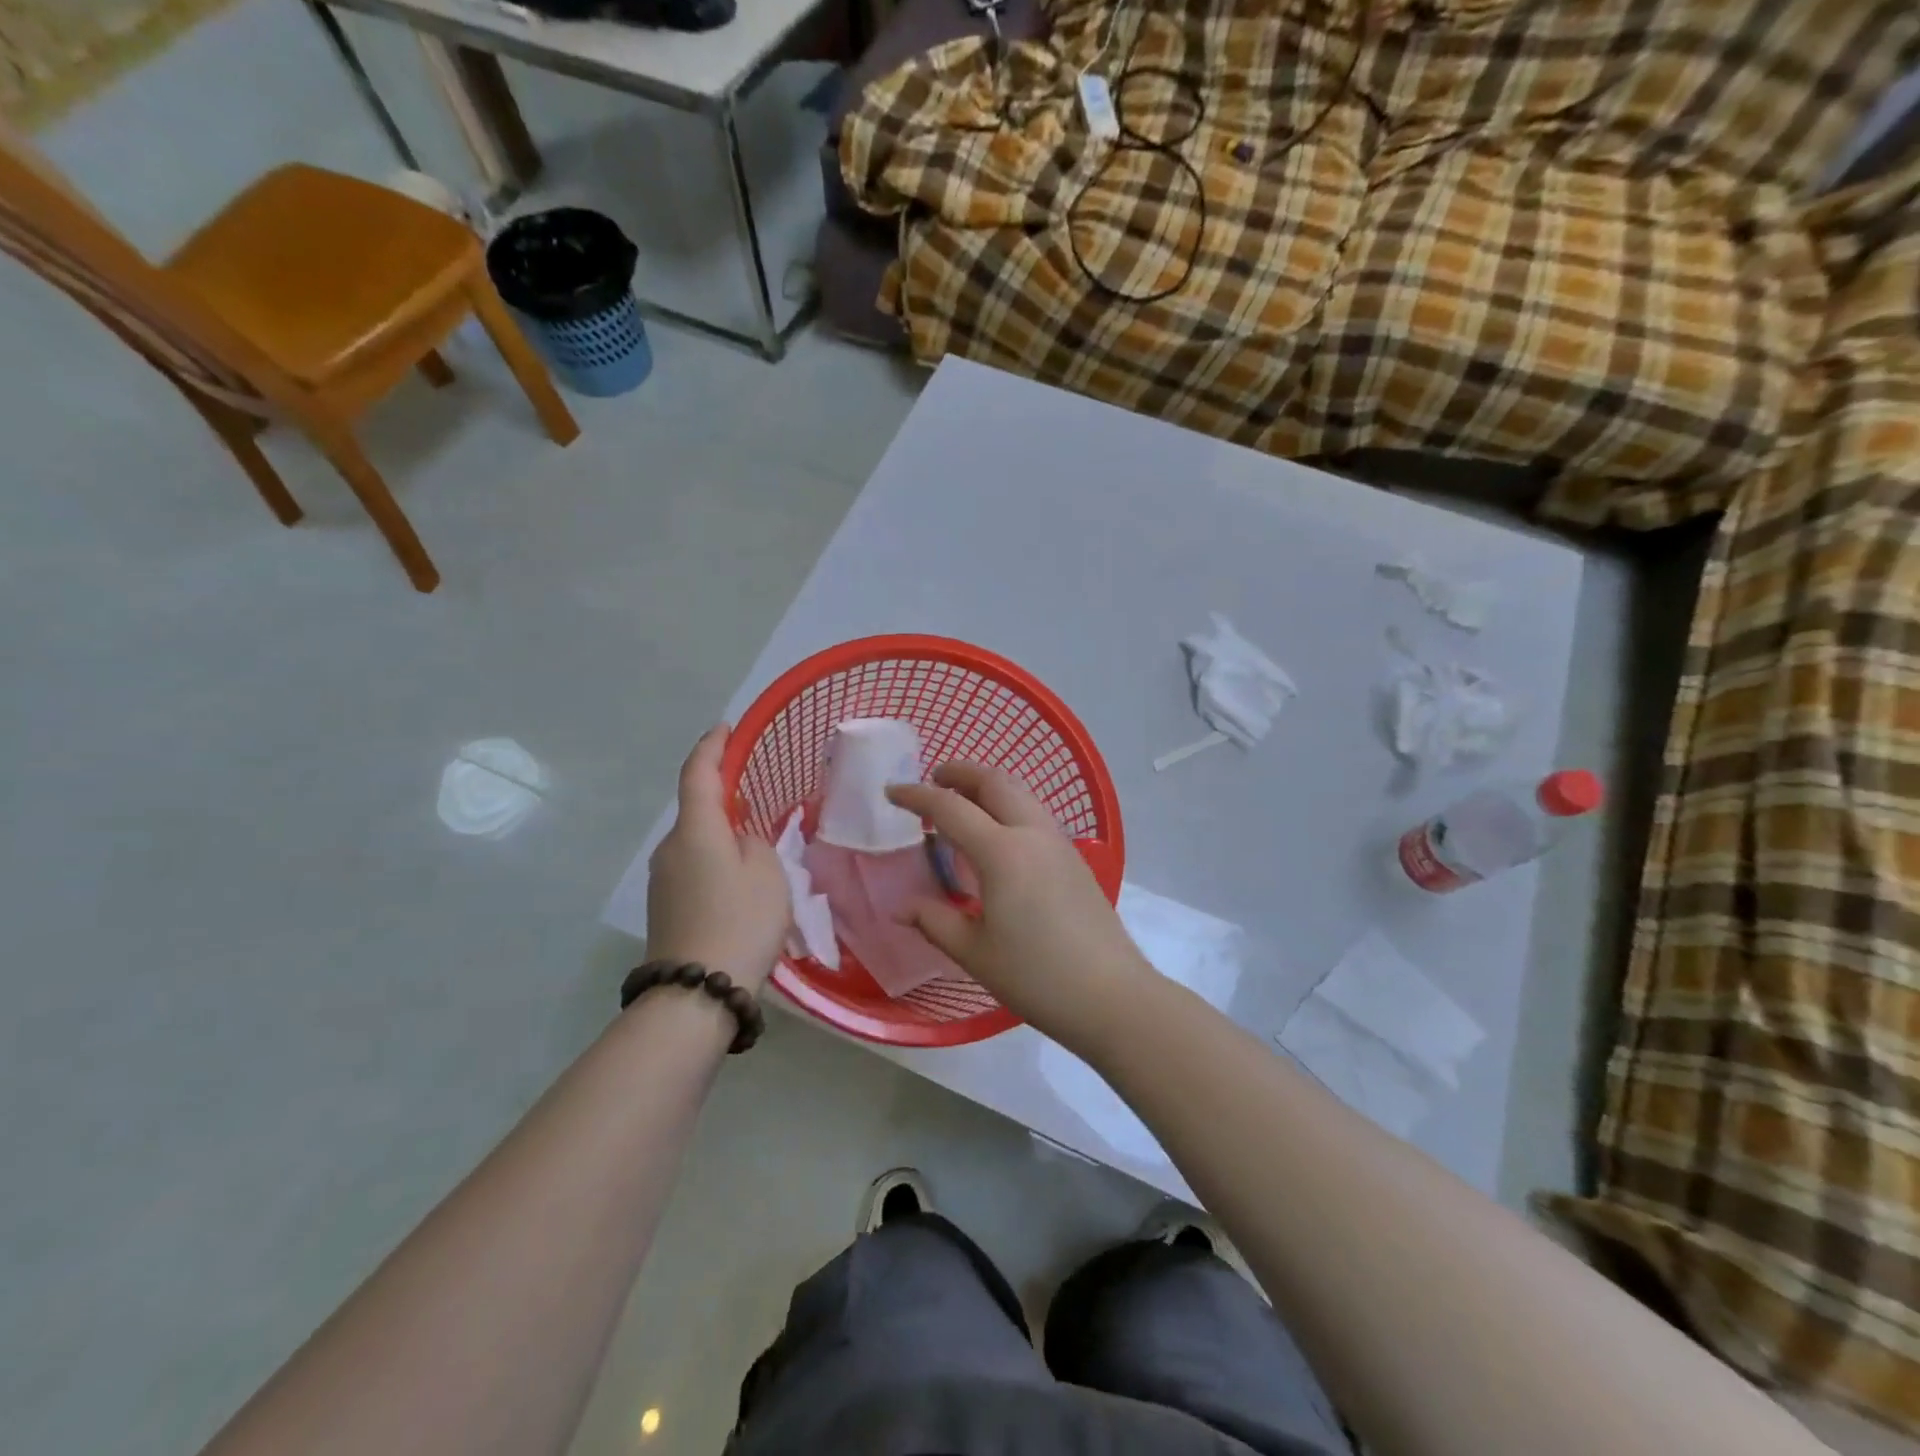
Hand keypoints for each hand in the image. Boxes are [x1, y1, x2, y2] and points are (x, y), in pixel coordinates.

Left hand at [646, 725, 789, 994]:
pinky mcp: (665, 906)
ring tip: (756, 849)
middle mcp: (670, 848)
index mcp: (695, 830)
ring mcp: (663, 879)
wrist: (697, 992)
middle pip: (696, 809)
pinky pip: (693, 867)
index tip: (725, 727)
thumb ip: (756, 844)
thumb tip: (740, 843)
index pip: (698, 773)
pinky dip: (715, 861)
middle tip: (757, 798)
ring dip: (721, 835)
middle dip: (723, 798)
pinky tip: (740, 883)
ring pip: (696, 842)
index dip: (711, 746)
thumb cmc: (740, 921)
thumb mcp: (768, 873)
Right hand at [887, 763, 1151, 1043]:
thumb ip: (934, 921)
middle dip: (960, 773)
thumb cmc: (1035, 976)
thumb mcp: (974, 953)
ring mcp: (1059, 843)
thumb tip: (901, 907)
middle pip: (995, 782)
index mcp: (1002, 852)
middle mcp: (1032, 834)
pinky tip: (998, 836)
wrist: (1111, 996)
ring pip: (1021, 794)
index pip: (951, 808)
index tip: (892, 792)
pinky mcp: (1075, 859)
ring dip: (988, 787)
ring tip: (963, 803)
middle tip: (933, 779)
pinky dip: (1008, 807)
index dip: (917, 796)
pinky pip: (1035, 814)